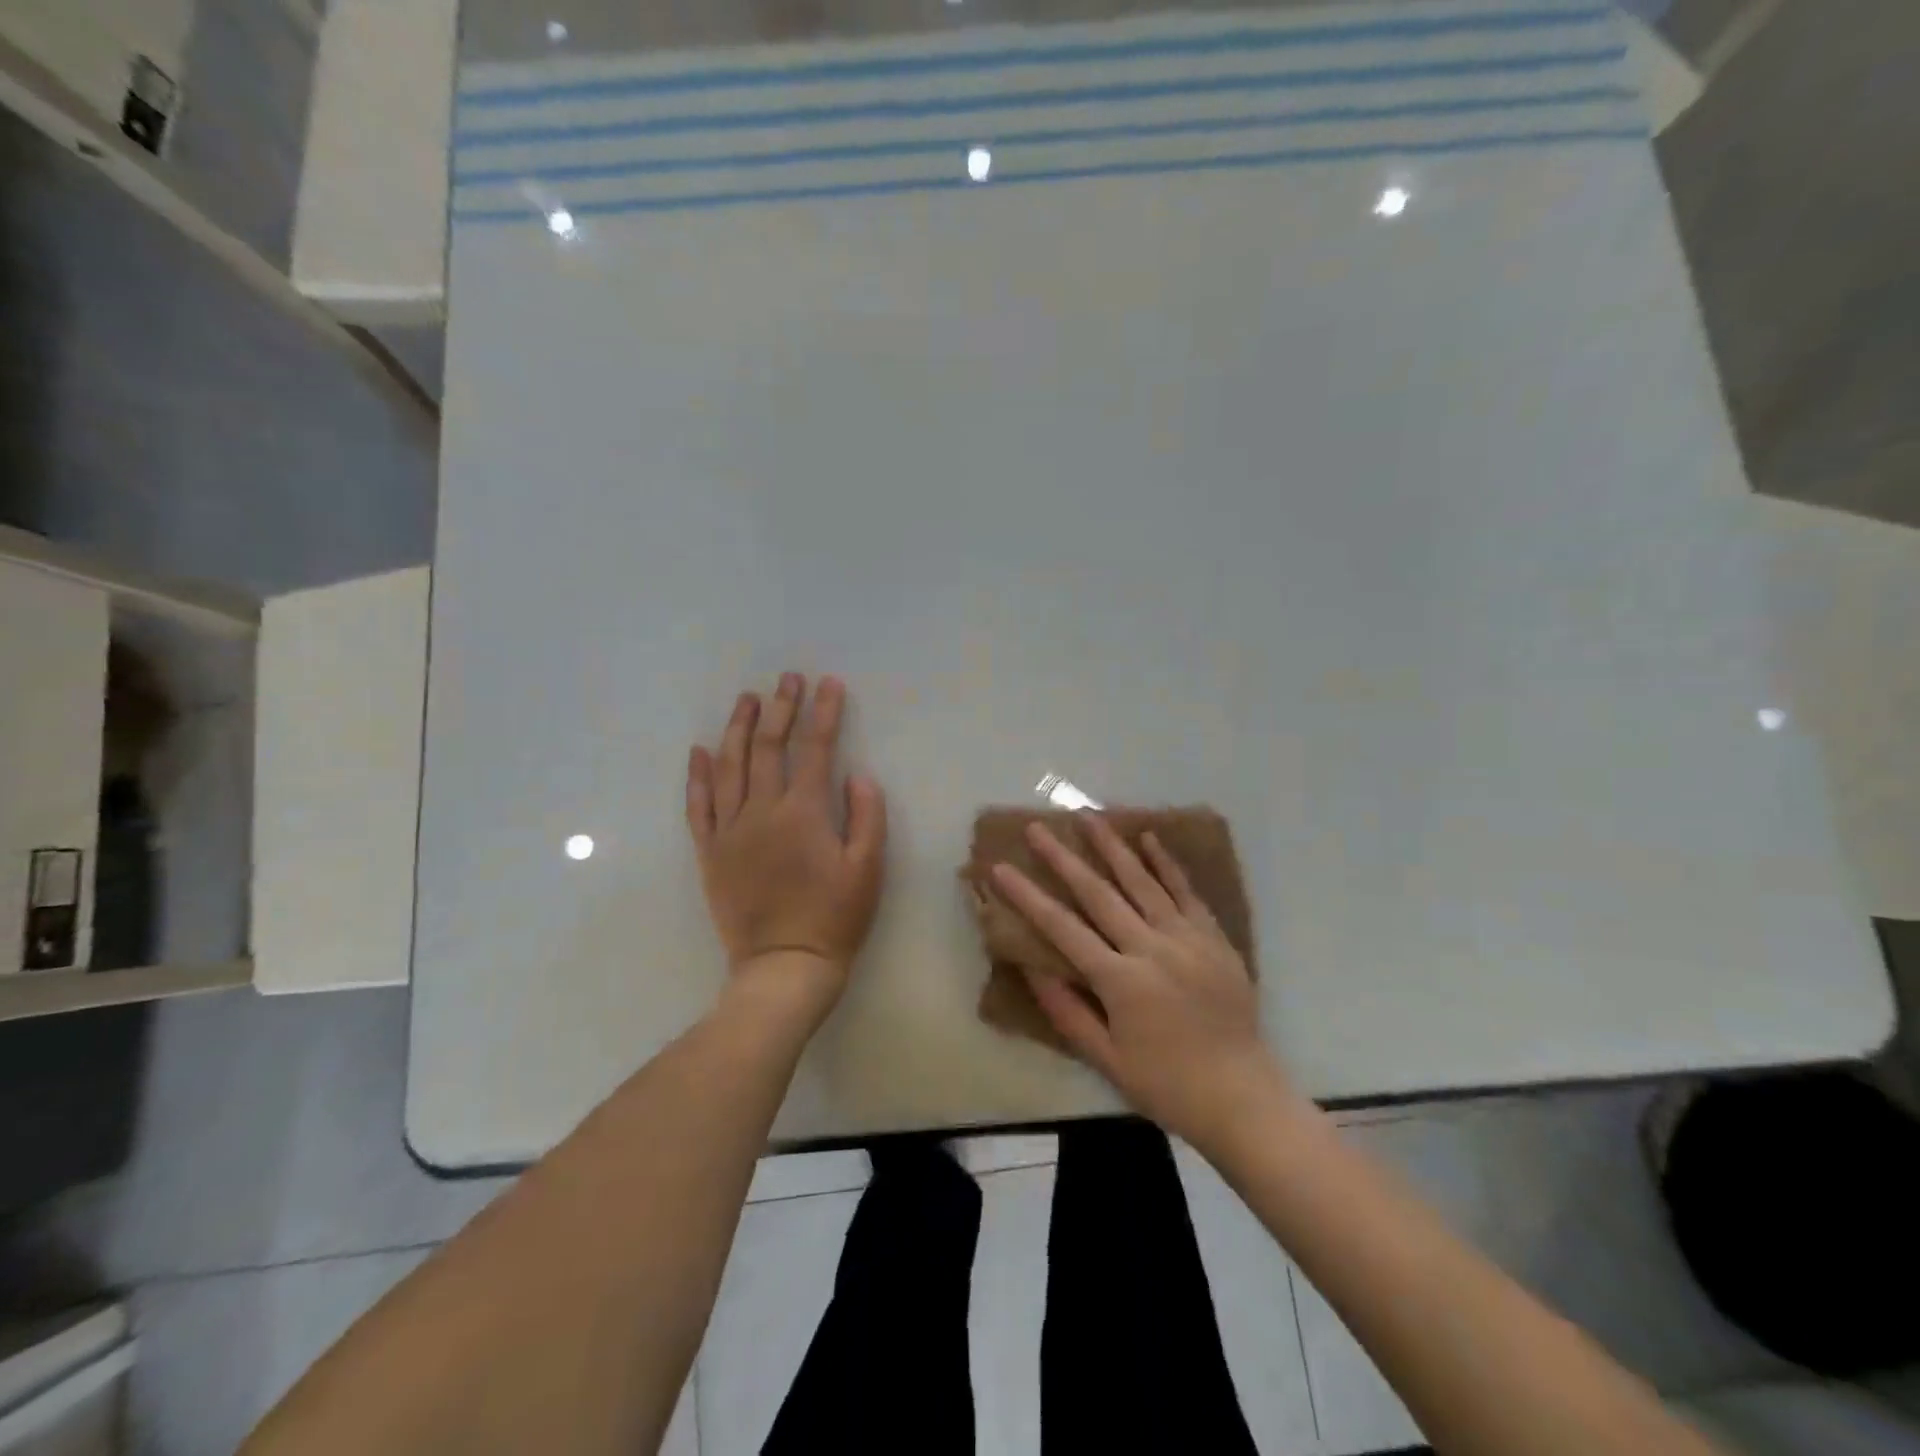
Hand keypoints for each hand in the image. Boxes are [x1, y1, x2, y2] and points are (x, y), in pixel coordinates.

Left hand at [686, 674, 886, 1015]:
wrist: (784, 967)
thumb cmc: (835, 918)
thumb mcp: (869, 869)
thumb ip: (866, 816)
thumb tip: (856, 774)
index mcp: (804, 812)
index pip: (815, 748)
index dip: (824, 713)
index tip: (829, 684)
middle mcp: (762, 811)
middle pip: (768, 747)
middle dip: (780, 707)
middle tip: (787, 679)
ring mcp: (730, 830)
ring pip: (729, 766)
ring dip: (738, 728)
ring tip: (746, 698)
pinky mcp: (710, 852)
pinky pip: (698, 806)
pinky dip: (697, 775)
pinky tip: (700, 751)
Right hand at [991, 816, 1286, 1155]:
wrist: (1243, 1097)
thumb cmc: (1167, 1085)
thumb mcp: (1107, 1060)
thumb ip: (1067, 1011)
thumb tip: (1032, 967)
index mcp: (1121, 982)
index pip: (1062, 928)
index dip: (1028, 896)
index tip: (1000, 868)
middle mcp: (1151, 949)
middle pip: (1099, 894)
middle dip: (1063, 858)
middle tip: (1038, 828)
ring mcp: (1187, 938)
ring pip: (1142, 882)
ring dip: (1112, 847)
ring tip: (1088, 817)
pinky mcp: (1213, 938)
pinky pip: (1186, 892)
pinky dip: (1166, 864)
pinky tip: (1148, 838)